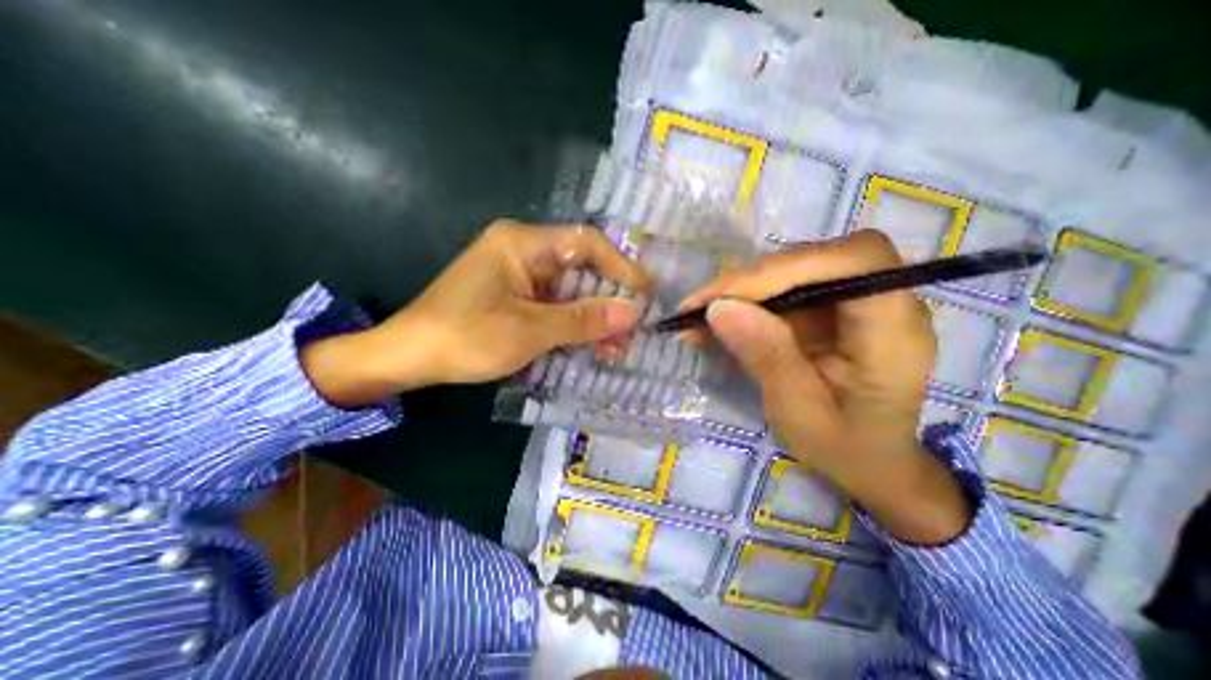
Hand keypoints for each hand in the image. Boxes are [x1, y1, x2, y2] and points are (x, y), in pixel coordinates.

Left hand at [297, 220, 646, 404]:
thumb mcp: (530, 330)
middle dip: (609, 298)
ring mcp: (519, 275)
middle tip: (633, 327)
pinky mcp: (516, 296)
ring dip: (594, 316)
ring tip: (616, 345)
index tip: (645, 293)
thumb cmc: (465, 338)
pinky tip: (591, 344)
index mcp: (523, 243)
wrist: (408, 357)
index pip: (587, 243)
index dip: (621, 267)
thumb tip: (633, 312)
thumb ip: (583, 319)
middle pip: (581, 268)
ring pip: (570, 290)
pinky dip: (574, 323)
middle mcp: (524, 251)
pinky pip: (555, 304)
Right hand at [686, 231, 970, 542]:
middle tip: (698, 306)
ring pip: (794, 268)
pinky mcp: (830, 305)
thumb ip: (767, 357)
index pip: (855, 261)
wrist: (869, 457)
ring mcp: (855, 300)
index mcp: (894, 332)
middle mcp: (884, 302)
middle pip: (816, 259)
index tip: (728, 297)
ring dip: (741, 289)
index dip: (789, 266)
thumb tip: (720, 308)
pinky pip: (784, 288)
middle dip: (751, 280)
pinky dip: (746, 300)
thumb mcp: (799, 412)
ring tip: (698, 315)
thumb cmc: (843, 445)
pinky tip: (716, 320)